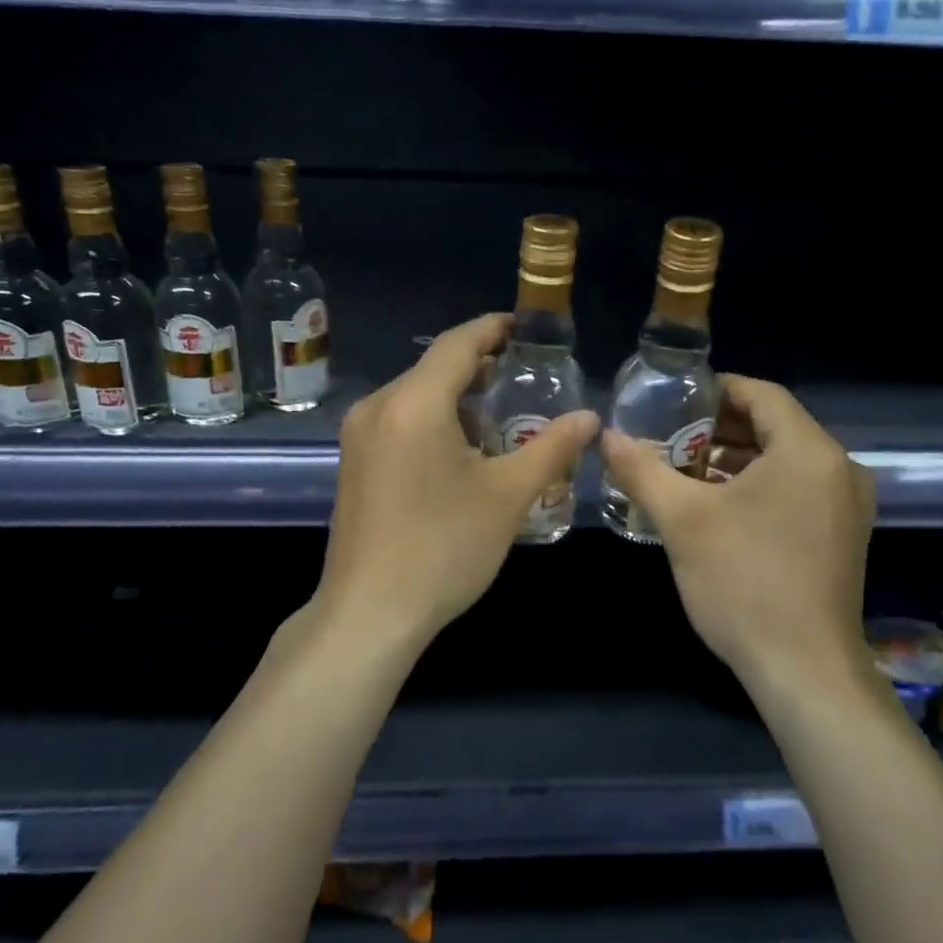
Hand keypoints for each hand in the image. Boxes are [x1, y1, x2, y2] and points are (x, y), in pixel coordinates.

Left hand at [315, 314, 600, 647]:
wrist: (369, 614)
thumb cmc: (443, 548)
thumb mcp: (507, 496)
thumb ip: (551, 448)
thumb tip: (590, 417)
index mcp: (413, 403)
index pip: (457, 344)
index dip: (493, 329)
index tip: (525, 328)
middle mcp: (377, 407)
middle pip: (433, 368)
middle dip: (479, 366)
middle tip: (525, 376)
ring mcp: (358, 436)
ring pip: (414, 396)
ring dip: (456, 396)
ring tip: (500, 413)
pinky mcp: (352, 462)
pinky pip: (398, 421)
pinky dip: (433, 420)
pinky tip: (461, 448)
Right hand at [600, 375, 875, 688]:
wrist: (804, 670)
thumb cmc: (743, 581)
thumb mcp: (682, 520)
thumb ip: (642, 469)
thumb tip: (606, 435)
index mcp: (809, 451)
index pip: (761, 394)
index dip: (715, 390)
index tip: (673, 401)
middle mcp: (839, 468)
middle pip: (774, 425)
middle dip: (719, 428)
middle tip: (671, 437)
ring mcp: (847, 505)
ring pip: (785, 460)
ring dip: (737, 459)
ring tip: (686, 471)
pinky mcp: (844, 536)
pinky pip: (798, 489)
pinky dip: (759, 486)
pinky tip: (719, 507)